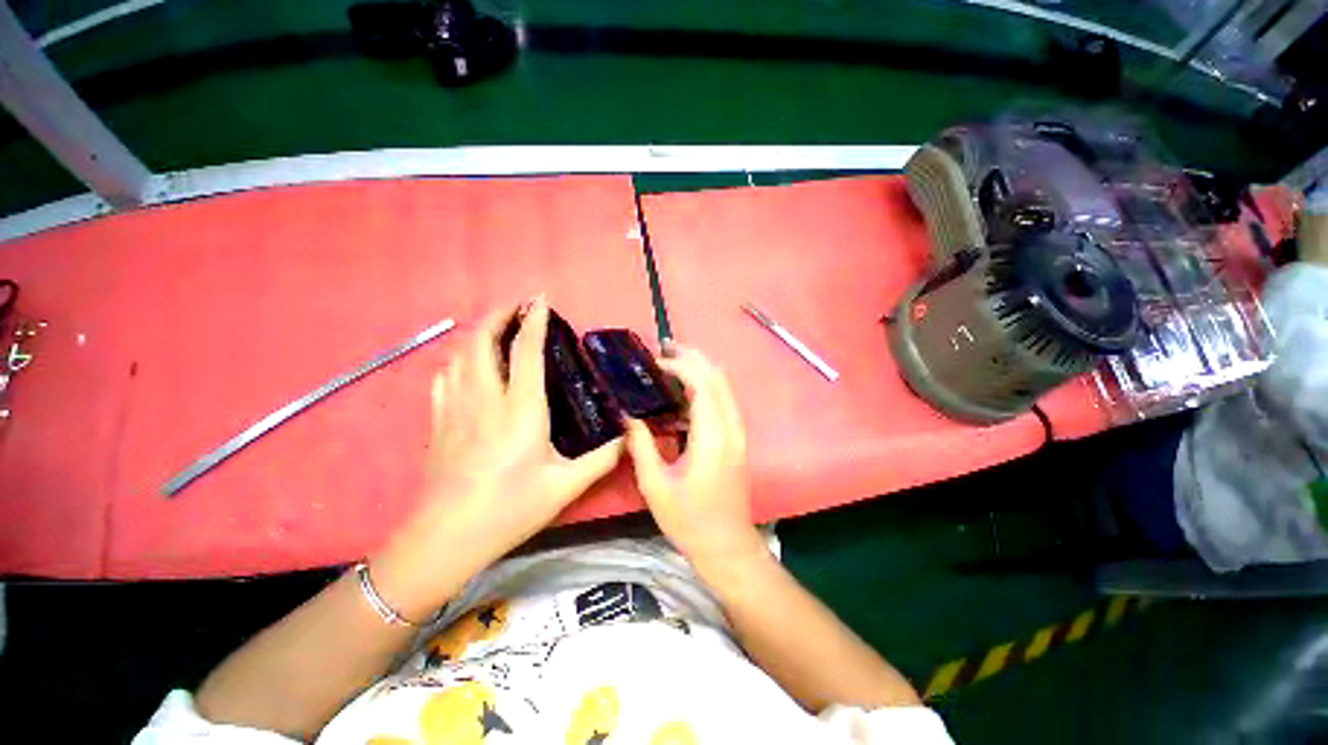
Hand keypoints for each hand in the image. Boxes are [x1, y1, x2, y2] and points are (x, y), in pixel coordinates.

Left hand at [428, 296, 622, 541]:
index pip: (526, 352)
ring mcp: (456, 408)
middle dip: (498, 315)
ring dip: (478, 333)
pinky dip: (459, 359)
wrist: (445, 538)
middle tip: (517, 307)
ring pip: (460, 354)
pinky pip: (444, 376)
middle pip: (481, 341)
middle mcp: (485, 399)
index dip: (533, 321)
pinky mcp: (439, 421)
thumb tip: (627, 439)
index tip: (540, 299)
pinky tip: (469, 365)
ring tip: (497, 329)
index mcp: (520, 410)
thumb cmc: (508, 509)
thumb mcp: (564, 487)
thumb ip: (601, 460)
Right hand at [625, 347, 764, 568]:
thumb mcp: (655, 486)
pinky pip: (724, 400)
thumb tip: (627, 416)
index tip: (655, 362)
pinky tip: (684, 392)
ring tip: (672, 363)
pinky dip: (706, 386)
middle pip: (717, 376)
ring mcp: (738, 432)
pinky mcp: (737, 439)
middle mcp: (730, 427)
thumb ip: (641, 446)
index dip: (679, 365)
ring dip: (700, 368)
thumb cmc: (690, 520)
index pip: (702, 383)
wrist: (727, 546)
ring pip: (724, 385)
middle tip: (664, 349)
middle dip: (693, 356)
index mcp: (712, 436)